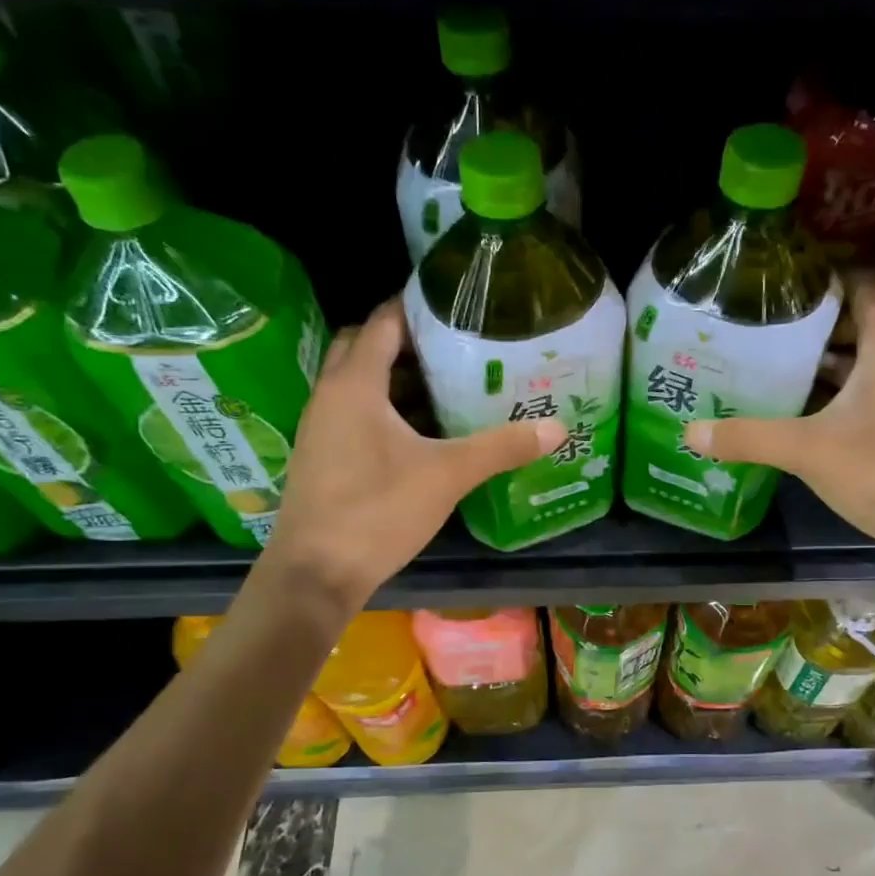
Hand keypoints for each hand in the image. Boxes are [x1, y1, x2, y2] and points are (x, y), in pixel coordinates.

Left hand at [255, 298, 562, 613]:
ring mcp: (321, 426)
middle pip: (364, 345)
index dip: (417, 306)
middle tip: (454, 344)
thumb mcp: (448, 475)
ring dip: (395, 376)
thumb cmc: (378, 511)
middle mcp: (330, 395)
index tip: (457, 302)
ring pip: (357, 381)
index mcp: (355, 384)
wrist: (317, 572)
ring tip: (448, 382)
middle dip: (405, 339)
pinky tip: (421, 431)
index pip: (384, 321)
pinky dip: (385, 407)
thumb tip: (557, 428)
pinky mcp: (322, 454)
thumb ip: (502, 447)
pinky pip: (354, 412)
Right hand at [684, 270, 874, 558]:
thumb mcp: (808, 450)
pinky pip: (859, 392)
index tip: (784, 277)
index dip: (828, 274)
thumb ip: (749, 437)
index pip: (864, 285)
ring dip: (818, 360)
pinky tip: (793, 407)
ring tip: (766, 358)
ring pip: (856, 362)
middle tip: (760, 321)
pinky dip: (828, 392)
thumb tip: (689, 432)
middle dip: (811, 320)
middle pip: (856, 323)